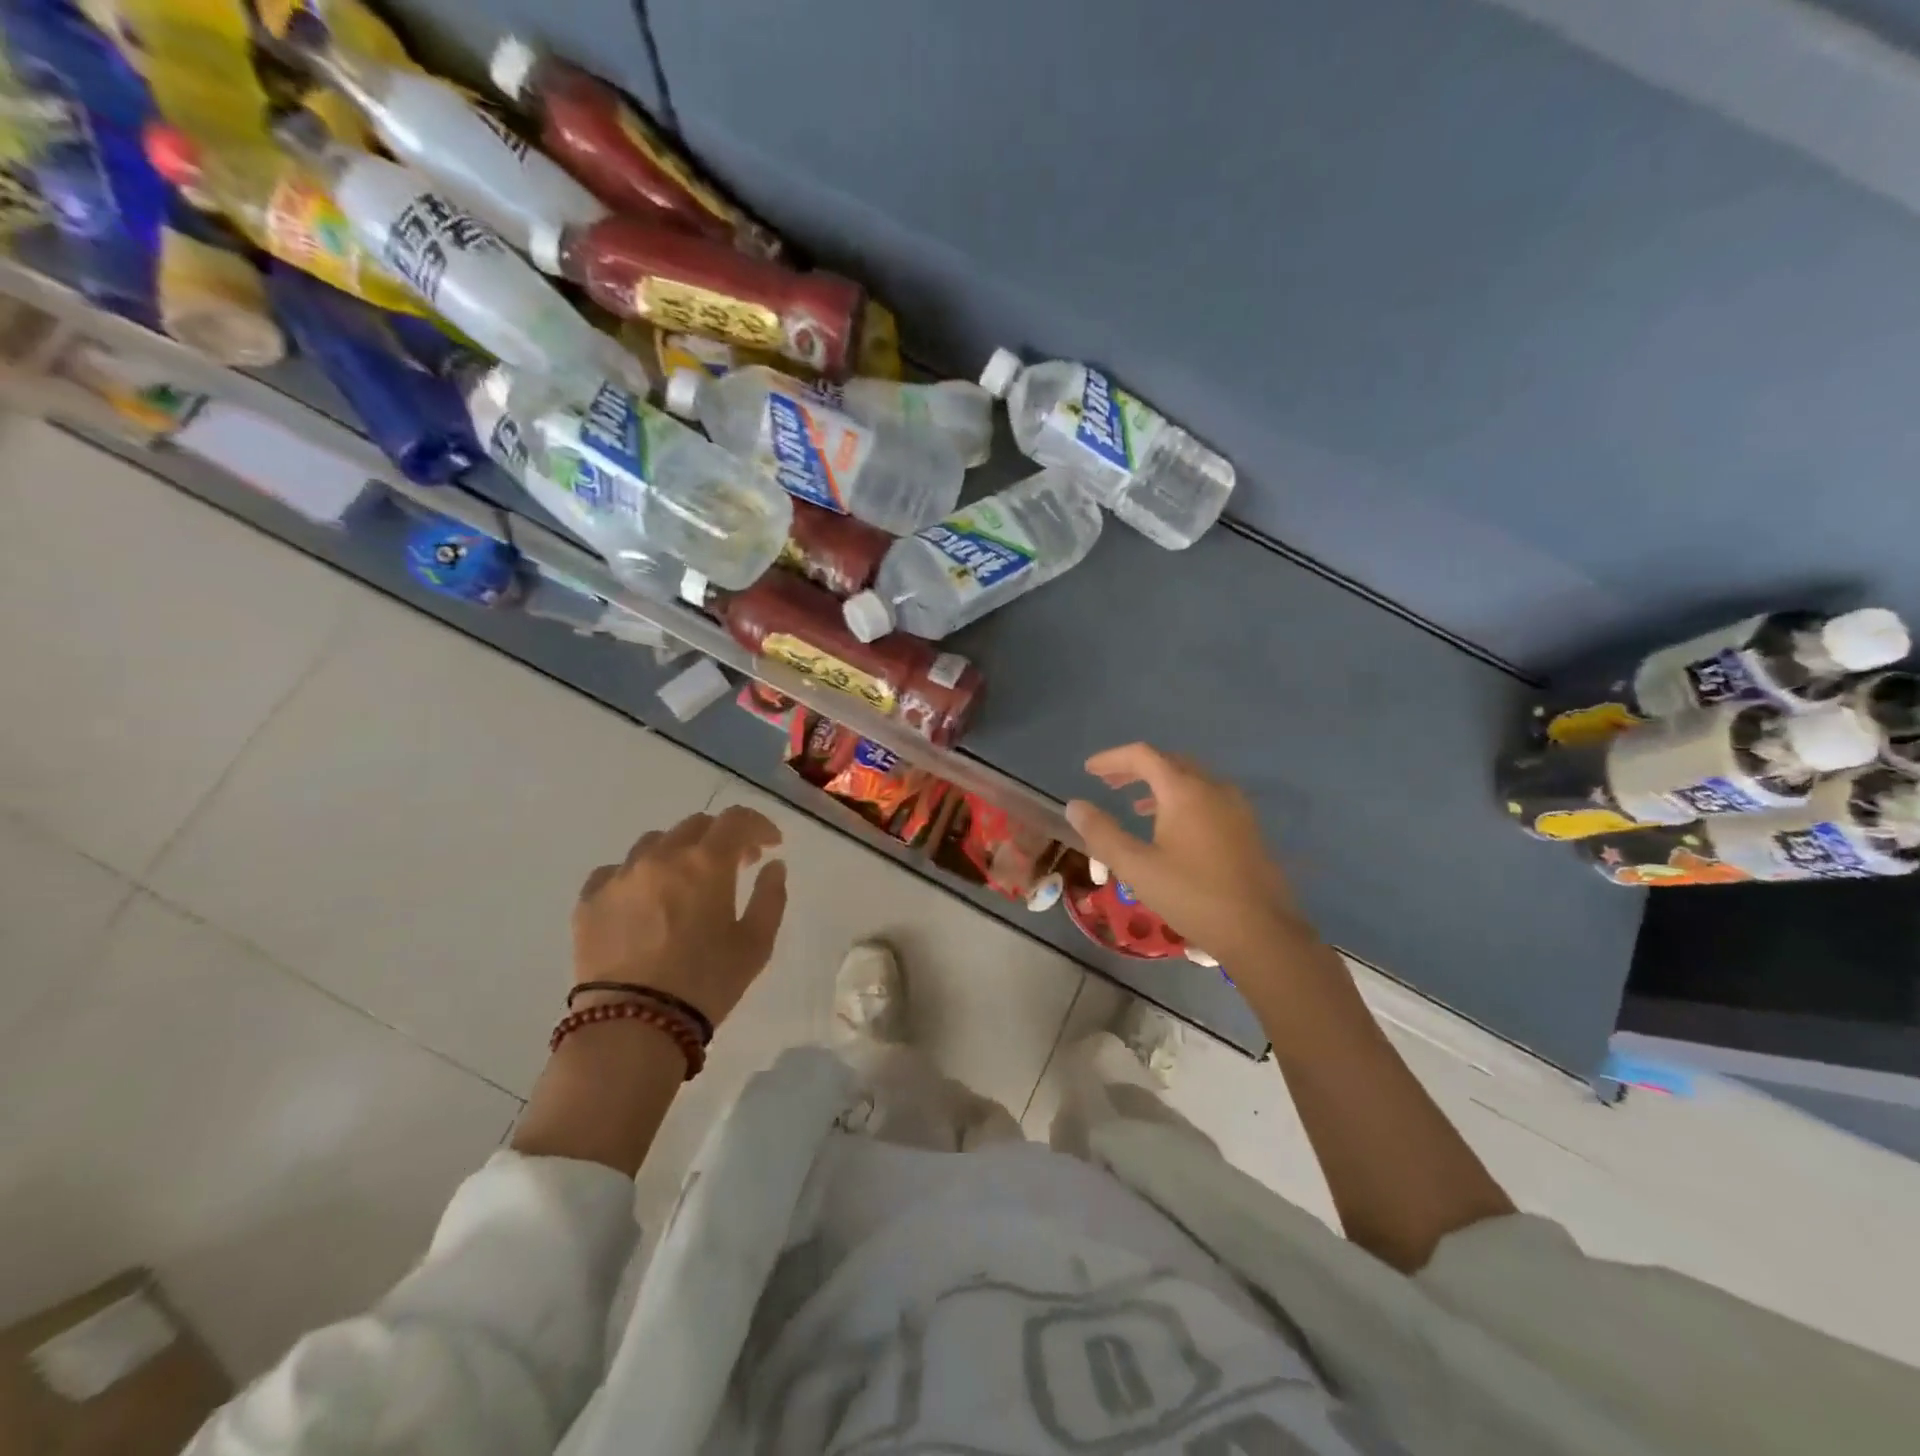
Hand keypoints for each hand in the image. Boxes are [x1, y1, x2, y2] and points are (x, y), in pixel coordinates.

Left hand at [573, 806, 787, 1026]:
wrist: (632, 1026)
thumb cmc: (706, 983)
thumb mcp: (756, 944)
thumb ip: (770, 897)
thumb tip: (773, 866)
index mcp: (706, 862)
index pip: (737, 820)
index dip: (759, 826)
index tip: (771, 845)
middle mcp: (661, 856)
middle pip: (696, 825)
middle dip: (722, 838)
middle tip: (735, 866)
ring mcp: (620, 876)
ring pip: (654, 842)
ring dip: (679, 851)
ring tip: (686, 881)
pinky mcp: (589, 900)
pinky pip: (616, 871)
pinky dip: (638, 875)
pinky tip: (644, 899)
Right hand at [1065, 743, 1305, 965]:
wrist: (1261, 932)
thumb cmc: (1192, 896)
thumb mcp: (1136, 867)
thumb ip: (1102, 833)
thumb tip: (1075, 806)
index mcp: (1185, 790)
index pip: (1143, 756)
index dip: (1112, 759)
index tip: (1088, 770)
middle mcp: (1213, 788)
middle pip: (1169, 762)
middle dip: (1136, 769)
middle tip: (1109, 784)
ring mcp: (1236, 807)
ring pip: (1192, 780)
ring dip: (1160, 785)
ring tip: (1136, 805)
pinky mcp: (1248, 829)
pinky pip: (1208, 798)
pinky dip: (1182, 800)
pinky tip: (1173, 830)